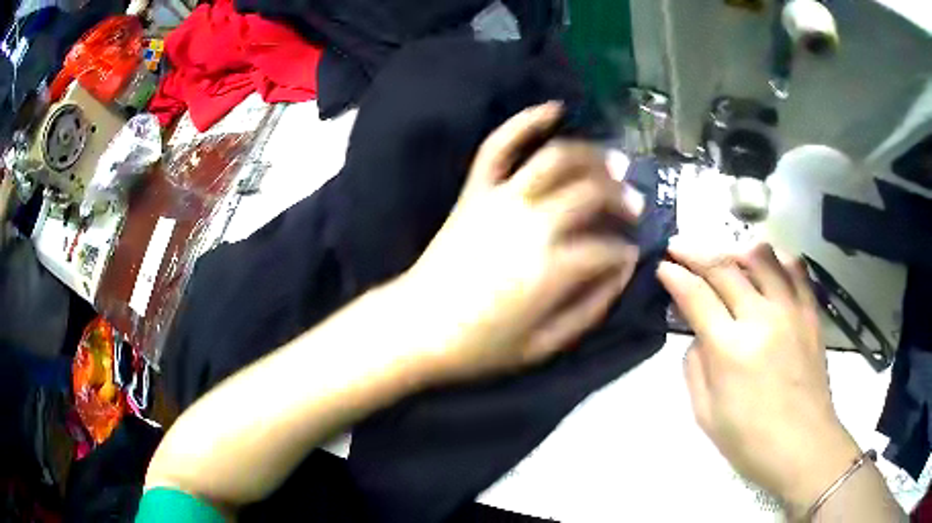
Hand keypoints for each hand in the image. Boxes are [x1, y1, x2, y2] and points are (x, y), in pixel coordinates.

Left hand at [401, 102, 644, 381]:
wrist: (416, 328)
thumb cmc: (480, 347)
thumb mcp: (544, 346)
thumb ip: (591, 309)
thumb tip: (623, 271)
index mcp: (552, 269)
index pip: (608, 248)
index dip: (625, 251)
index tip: (629, 254)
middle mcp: (533, 224)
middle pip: (592, 193)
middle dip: (621, 198)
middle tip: (633, 205)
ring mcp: (501, 200)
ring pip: (557, 159)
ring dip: (592, 156)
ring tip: (611, 163)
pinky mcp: (475, 192)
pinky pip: (499, 146)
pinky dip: (525, 121)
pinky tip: (553, 108)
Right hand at [658, 241, 860, 512]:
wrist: (803, 446)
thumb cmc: (750, 440)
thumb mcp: (705, 414)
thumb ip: (695, 367)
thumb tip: (699, 335)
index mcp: (730, 350)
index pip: (696, 295)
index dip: (674, 275)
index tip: (663, 266)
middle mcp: (761, 318)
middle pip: (724, 269)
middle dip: (695, 253)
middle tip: (679, 248)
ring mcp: (790, 311)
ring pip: (761, 257)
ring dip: (735, 249)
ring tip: (725, 256)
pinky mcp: (811, 313)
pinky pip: (795, 269)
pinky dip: (777, 258)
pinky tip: (767, 264)